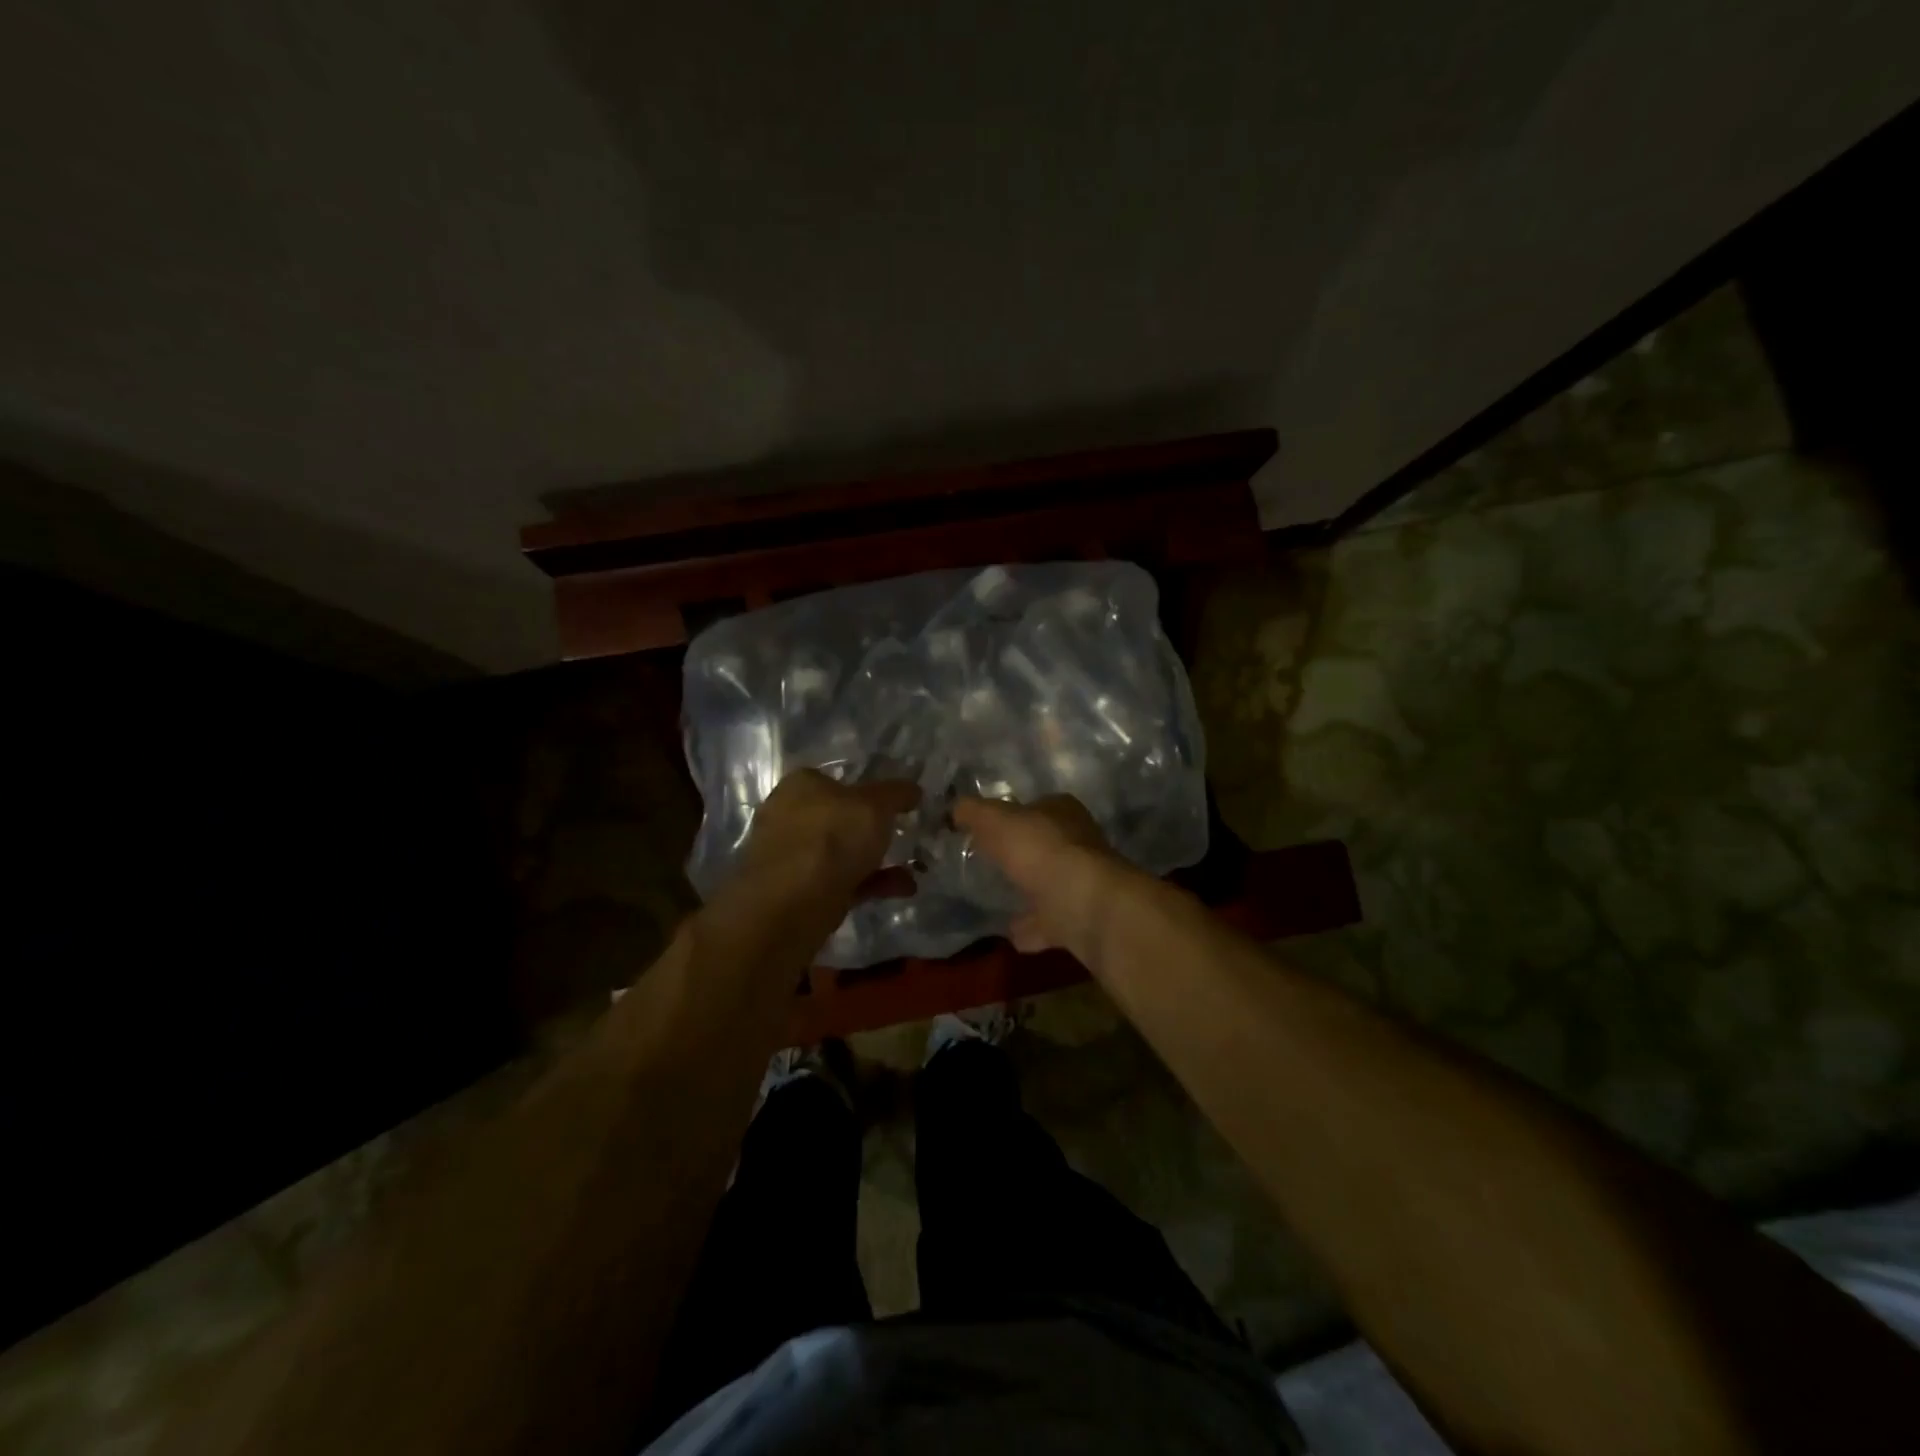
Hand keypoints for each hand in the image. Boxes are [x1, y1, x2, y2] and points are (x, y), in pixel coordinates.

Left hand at [737, 769, 919, 905]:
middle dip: (873, 831)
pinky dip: (870, 884)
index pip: (837, 780)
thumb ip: (896, 794)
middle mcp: (789, 816)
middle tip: (905, 837)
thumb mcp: (875, 806)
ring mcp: (791, 857)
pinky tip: (902, 890)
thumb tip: (912, 789)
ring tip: (914, 869)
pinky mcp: (797, 892)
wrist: (790, 907)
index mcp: (800, 785)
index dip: (869, 791)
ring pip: (841, 853)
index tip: (897, 806)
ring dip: (876, 861)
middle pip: (839, 819)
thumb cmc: (831, 839)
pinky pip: (841, 881)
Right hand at [952, 795, 1122, 955]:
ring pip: (1048, 883)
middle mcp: (1078, 843)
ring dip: (1027, 892)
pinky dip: (1032, 928)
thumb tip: (956, 807)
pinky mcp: (1080, 916)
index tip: (984, 829)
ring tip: (995, 900)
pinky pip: (1049, 921)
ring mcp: (1081, 882)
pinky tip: (1010, 934)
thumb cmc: (1040, 851)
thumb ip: (974, 812)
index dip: (1011, 814)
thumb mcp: (996, 820)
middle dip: (1019, 854)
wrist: (1083, 904)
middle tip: (986, 863)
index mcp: (1062, 811)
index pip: (1034, 806)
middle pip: (1043, 845)